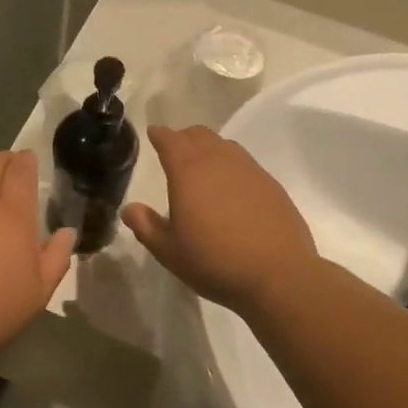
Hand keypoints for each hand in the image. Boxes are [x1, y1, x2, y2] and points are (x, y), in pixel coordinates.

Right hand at [122, 125, 317, 313]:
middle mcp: (219, 161)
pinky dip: (230, 164)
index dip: (159, 134)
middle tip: (174, 149)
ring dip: (209, 148)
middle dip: (183, 137)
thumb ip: (146, 226)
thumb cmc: (214, 261)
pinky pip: (245, 162)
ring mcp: (249, 170)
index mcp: (188, 172)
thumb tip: (130, 209)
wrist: (277, 274)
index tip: (153, 133)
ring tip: (202, 165)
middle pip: (198, 135)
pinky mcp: (270, 184)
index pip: (170, 140)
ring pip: (224, 145)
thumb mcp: (169, 251)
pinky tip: (230, 186)